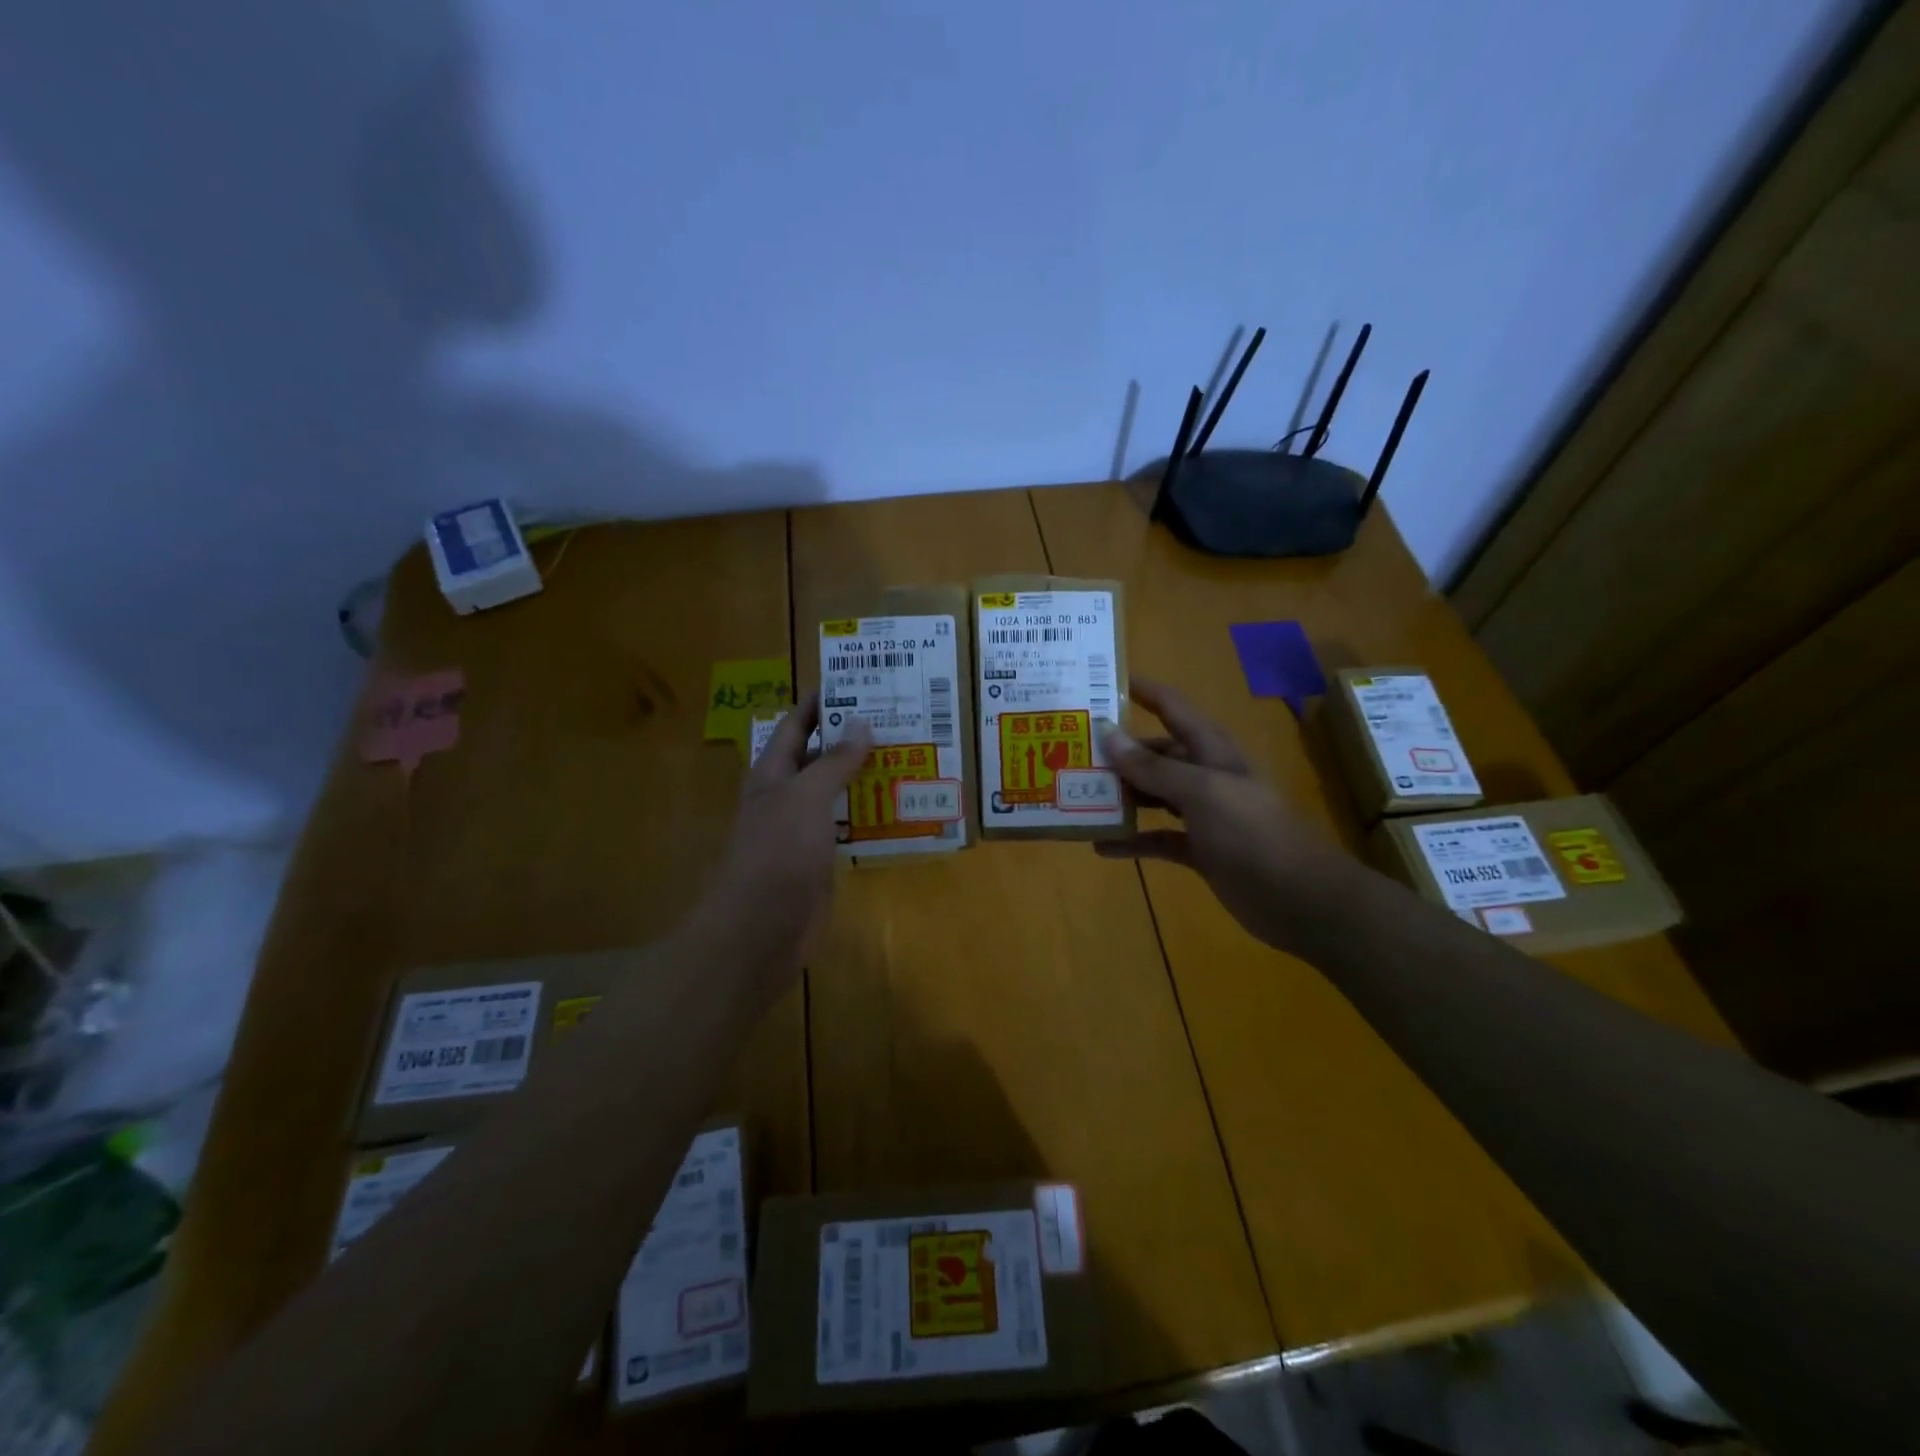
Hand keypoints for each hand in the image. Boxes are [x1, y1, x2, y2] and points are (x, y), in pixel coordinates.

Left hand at [688, 694, 870, 1009]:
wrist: (760, 930)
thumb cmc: (777, 853)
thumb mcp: (806, 798)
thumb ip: (834, 762)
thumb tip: (862, 723)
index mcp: (772, 774)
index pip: (795, 726)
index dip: (819, 703)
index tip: (854, 681)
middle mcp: (786, 797)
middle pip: (819, 757)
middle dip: (851, 737)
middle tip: (896, 716)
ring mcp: (803, 831)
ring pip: (837, 793)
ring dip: (865, 776)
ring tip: (907, 754)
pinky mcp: (821, 860)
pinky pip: (848, 827)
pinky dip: (870, 814)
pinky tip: (900, 806)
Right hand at [1096, 679, 1329, 953]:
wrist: (1299, 897)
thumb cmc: (1250, 833)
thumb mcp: (1200, 792)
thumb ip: (1153, 767)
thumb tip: (1108, 733)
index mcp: (1211, 750)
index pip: (1173, 707)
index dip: (1142, 691)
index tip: (1102, 682)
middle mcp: (1206, 776)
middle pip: (1157, 754)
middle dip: (1120, 751)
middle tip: (1074, 749)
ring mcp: (1204, 814)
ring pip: (1154, 795)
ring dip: (1121, 796)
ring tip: (1078, 795)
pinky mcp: (1200, 849)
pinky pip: (1158, 838)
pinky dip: (1133, 840)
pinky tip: (1101, 845)